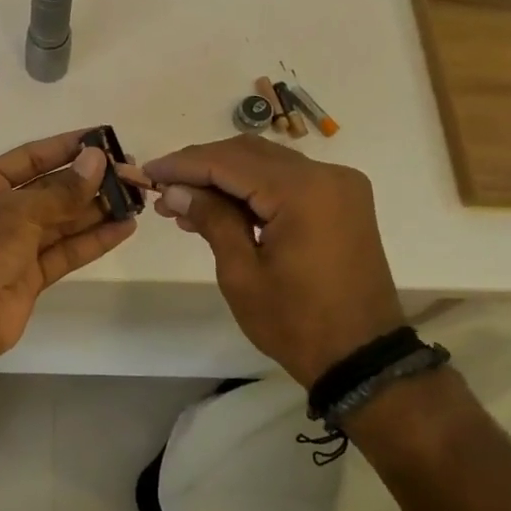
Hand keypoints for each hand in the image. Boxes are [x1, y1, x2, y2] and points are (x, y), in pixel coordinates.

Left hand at [0, 130, 137, 361]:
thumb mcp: (20, 211)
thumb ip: (63, 190)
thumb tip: (98, 160)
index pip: (30, 158)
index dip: (65, 147)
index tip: (102, 138)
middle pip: (50, 190)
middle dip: (88, 181)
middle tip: (129, 171)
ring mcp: (15, 245)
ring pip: (62, 222)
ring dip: (97, 210)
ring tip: (135, 197)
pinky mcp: (31, 275)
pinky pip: (66, 251)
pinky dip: (93, 240)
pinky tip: (124, 227)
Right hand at [144, 136, 404, 387]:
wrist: (361, 357)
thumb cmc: (296, 322)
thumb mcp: (242, 274)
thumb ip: (211, 220)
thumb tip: (175, 189)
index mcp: (302, 191)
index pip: (228, 162)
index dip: (183, 164)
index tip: (148, 172)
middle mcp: (326, 175)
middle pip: (248, 153)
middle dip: (201, 167)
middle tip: (163, 189)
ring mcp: (339, 186)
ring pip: (267, 163)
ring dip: (224, 176)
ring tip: (183, 203)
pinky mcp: (342, 201)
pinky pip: (288, 180)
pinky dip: (252, 188)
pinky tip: (220, 208)